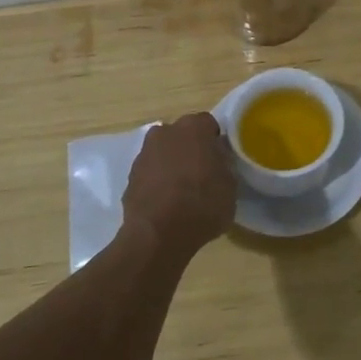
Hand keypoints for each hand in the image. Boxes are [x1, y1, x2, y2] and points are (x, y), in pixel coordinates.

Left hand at [122, 112, 236, 260]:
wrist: (157, 235)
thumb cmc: (202, 205)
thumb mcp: (230, 185)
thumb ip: (224, 165)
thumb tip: (216, 160)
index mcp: (194, 128)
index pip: (208, 124)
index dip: (215, 141)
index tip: (220, 159)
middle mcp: (165, 132)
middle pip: (182, 135)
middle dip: (191, 149)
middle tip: (202, 172)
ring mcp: (144, 154)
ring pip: (164, 153)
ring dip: (172, 164)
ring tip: (182, 191)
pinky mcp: (129, 177)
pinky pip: (150, 173)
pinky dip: (157, 182)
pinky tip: (166, 203)